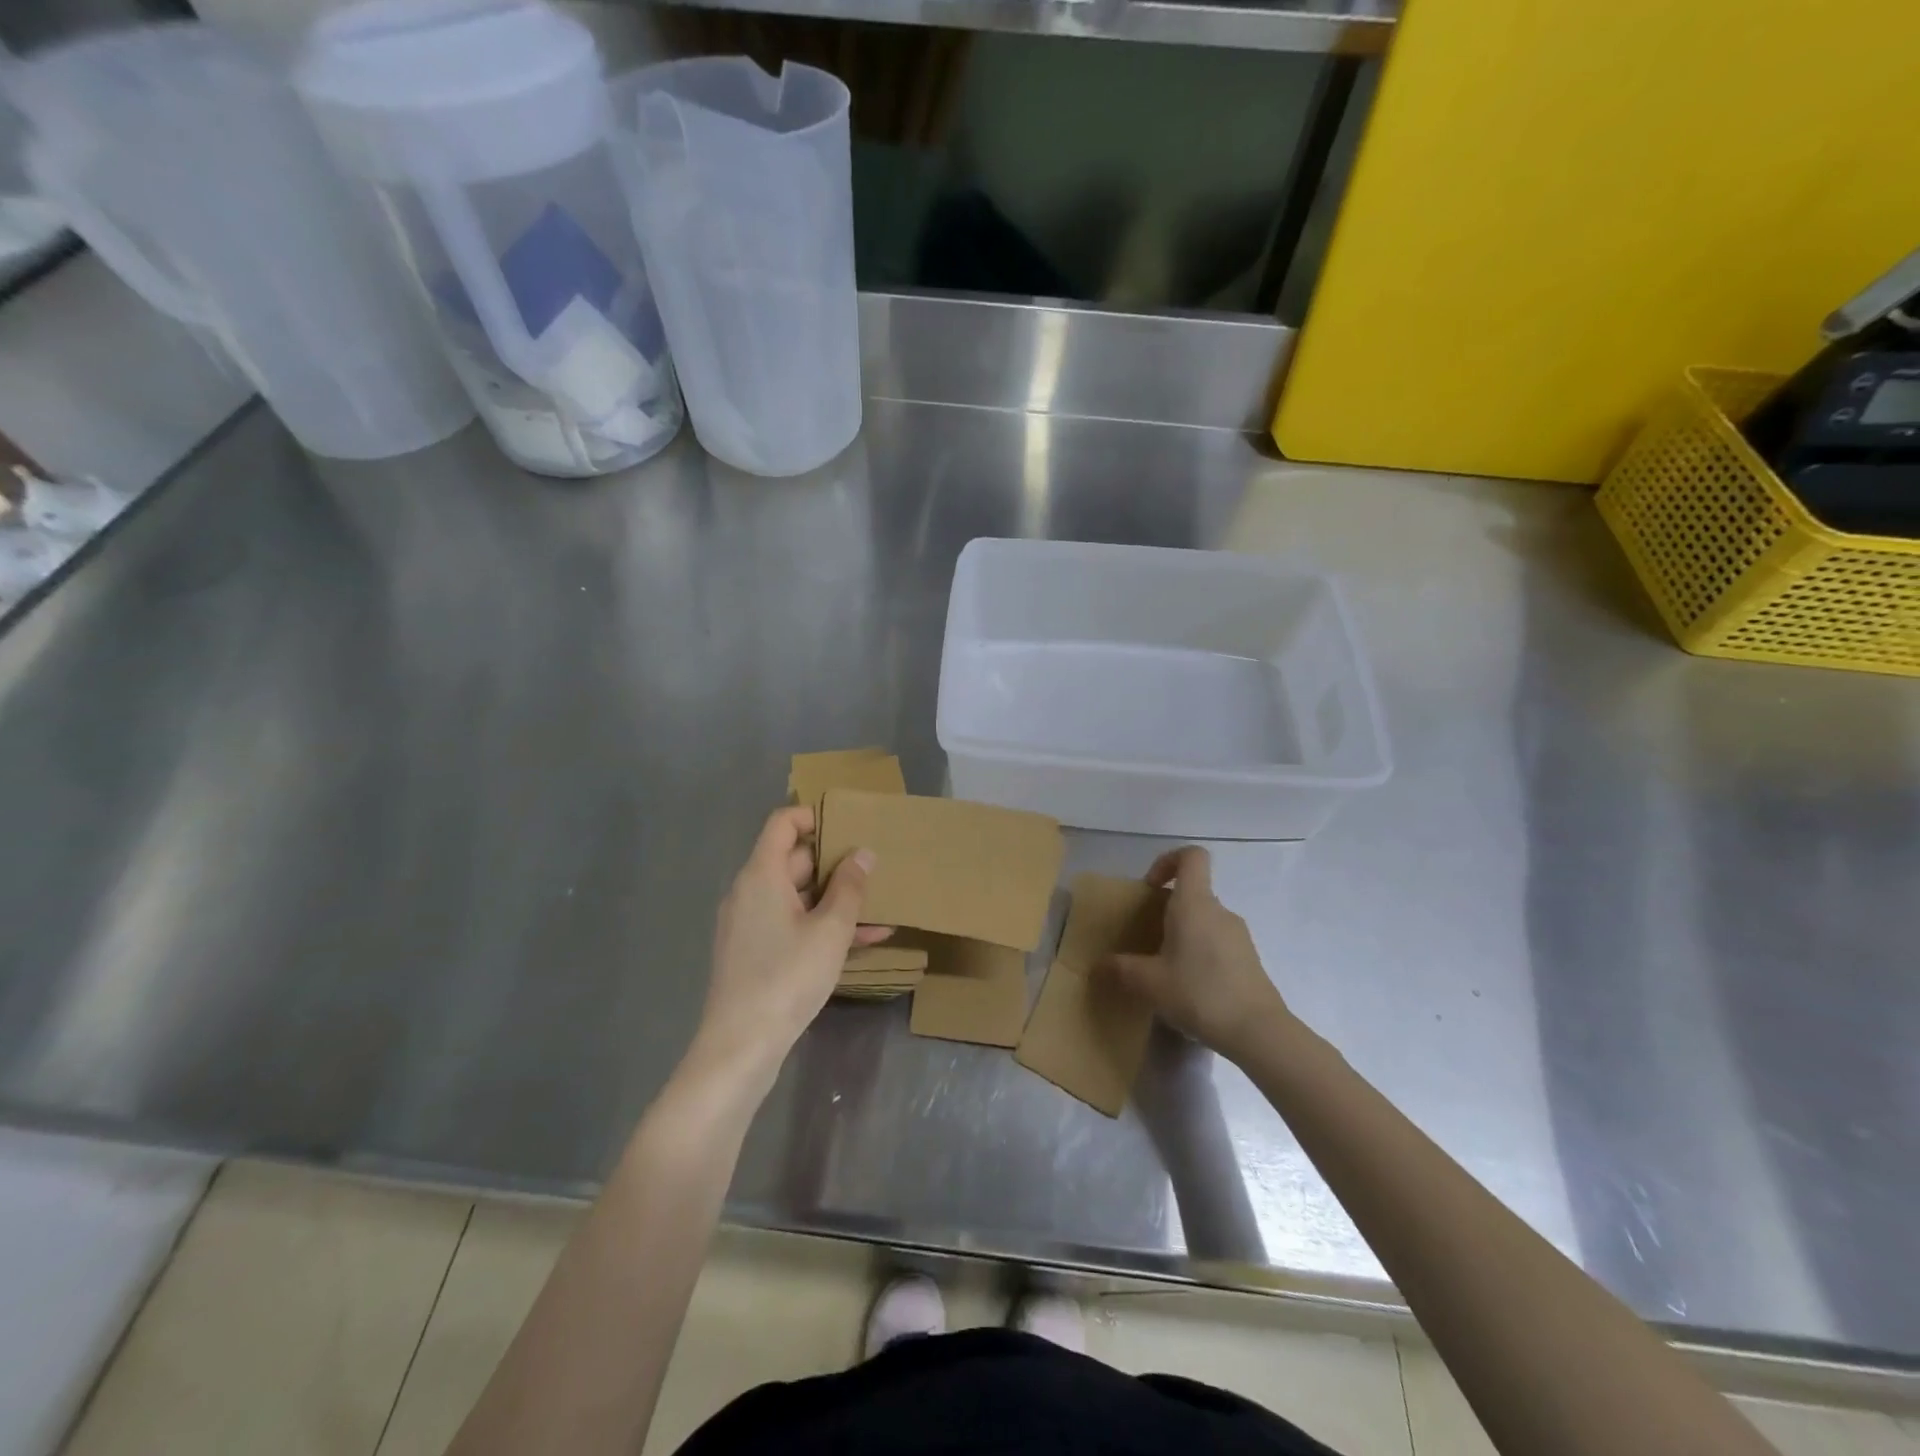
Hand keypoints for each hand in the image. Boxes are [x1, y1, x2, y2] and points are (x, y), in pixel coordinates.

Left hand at [686, 806, 882, 1090]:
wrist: (741, 1046)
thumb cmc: (787, 977)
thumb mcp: (830, 930)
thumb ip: (850, 887)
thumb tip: (863, 854)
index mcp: (761, 875)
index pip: (782, 823)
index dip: (814, 817)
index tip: (848, 827)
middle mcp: (750, 892)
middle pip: (793, 860)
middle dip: (835, 863)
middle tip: (875, 868)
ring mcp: (750, 924)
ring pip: (798, 897)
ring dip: (836, 900)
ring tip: (880, 906)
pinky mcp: (755, 952)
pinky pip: (792, 924)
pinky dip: (822, 926)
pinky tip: (866, 940)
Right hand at [1099, 846, 1293, 1063]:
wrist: (1258, 1031)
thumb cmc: (1199, 993)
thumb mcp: (1149, 983)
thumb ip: (1120, 970)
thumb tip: (1098, 966)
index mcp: (1194, 903)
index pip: (1191, 856)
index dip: (1168, 861)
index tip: (1150, 887)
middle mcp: (1219, 911)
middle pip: (1194, 892)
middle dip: (1167, 909)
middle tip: (1148, 938)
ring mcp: (1239, 935)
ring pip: (1205, 920)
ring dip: (1184, 935)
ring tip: (1167, 969)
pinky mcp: (1249, 959)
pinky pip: (1218, 943)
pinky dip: (1201, 954)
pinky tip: (1191, 988)